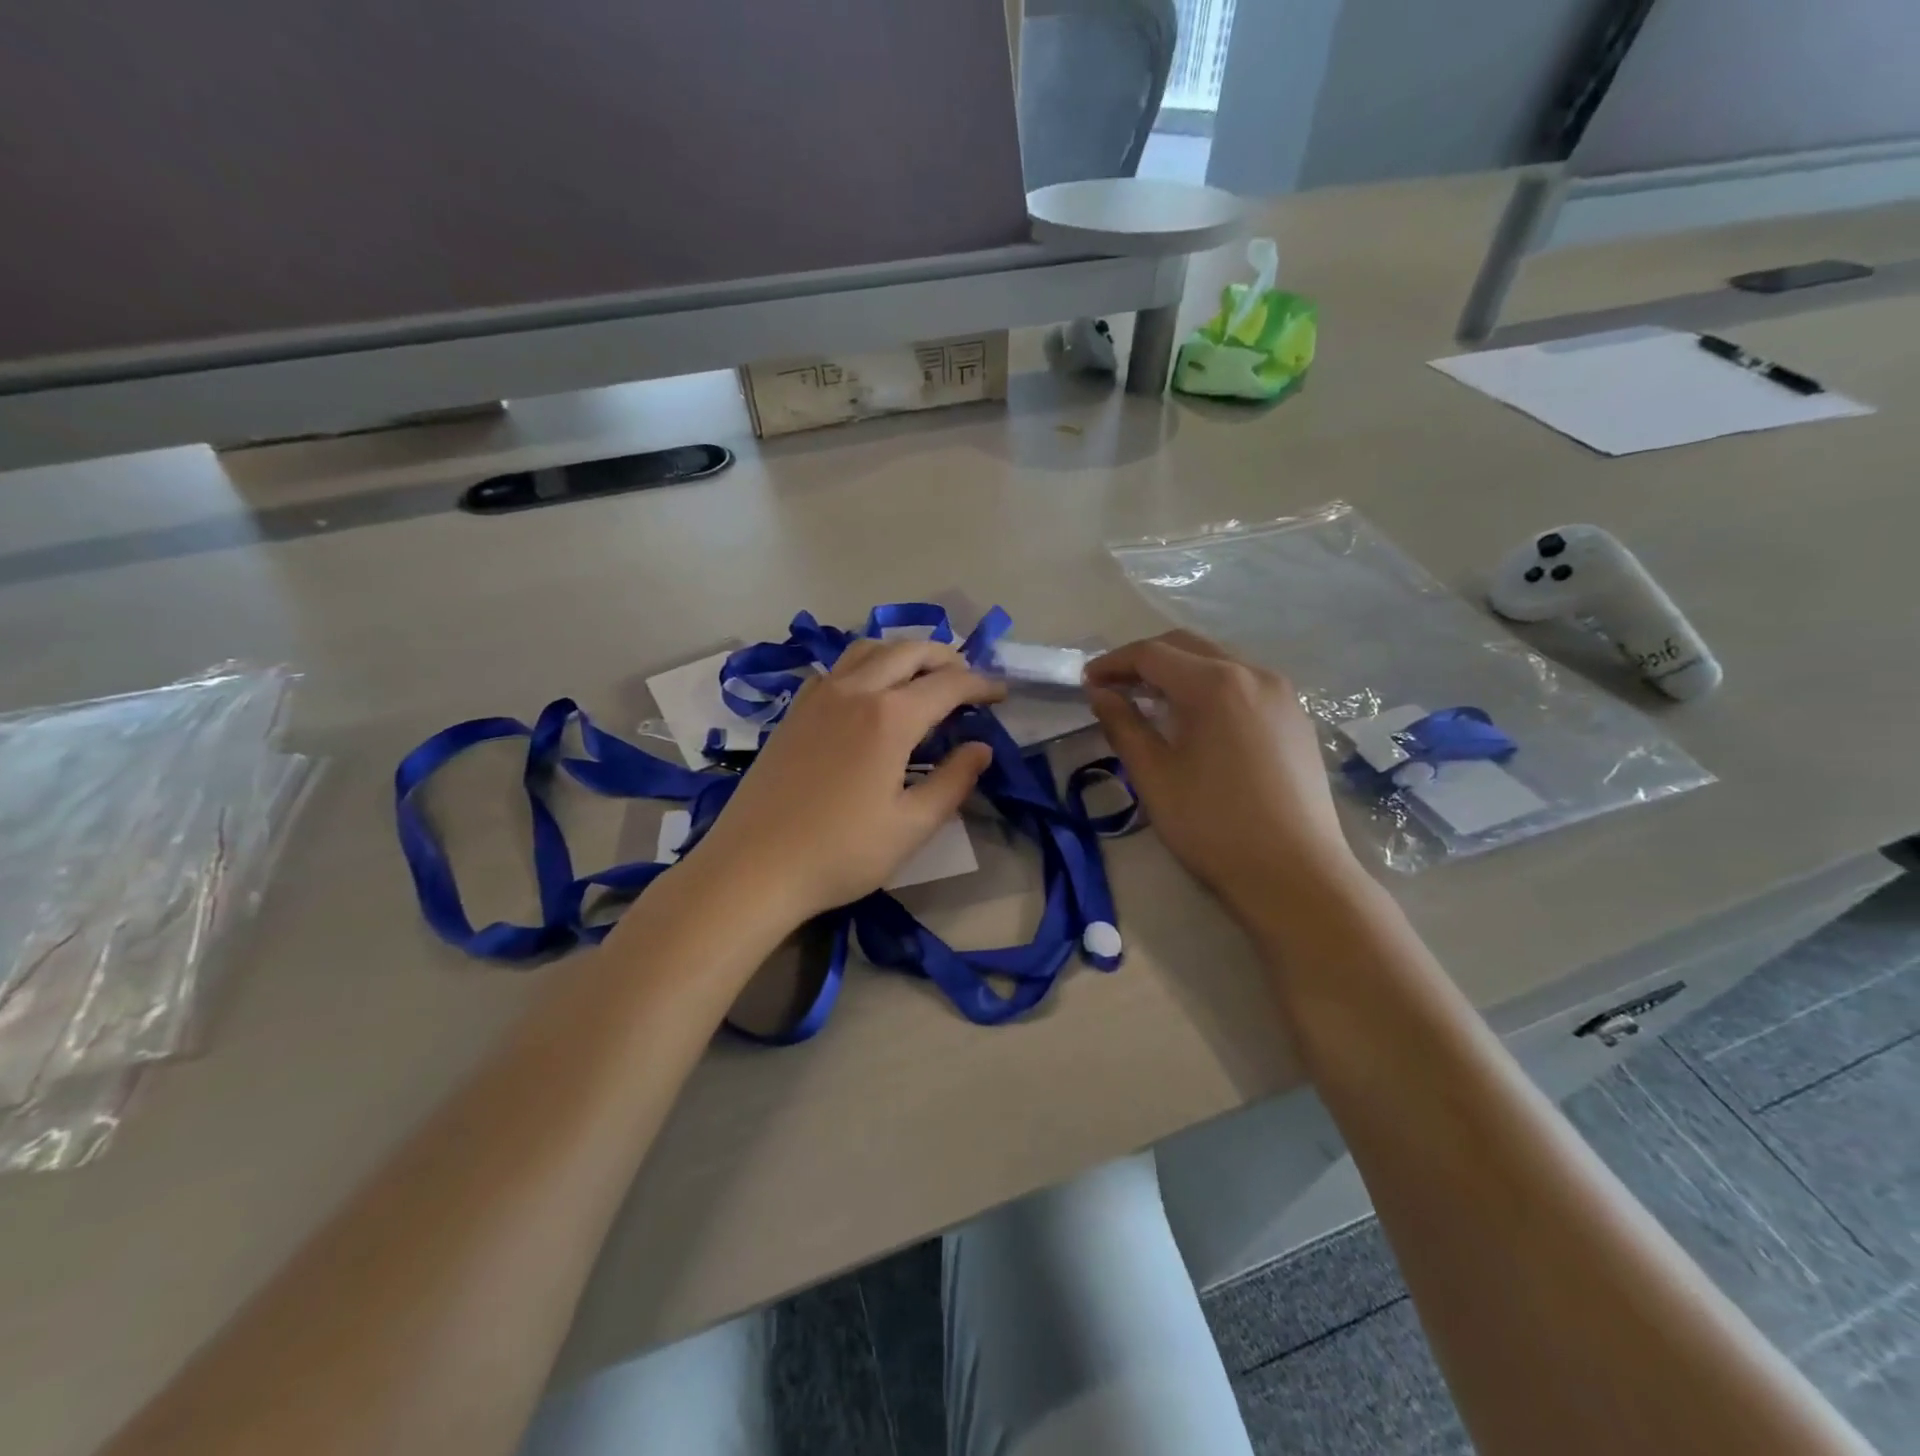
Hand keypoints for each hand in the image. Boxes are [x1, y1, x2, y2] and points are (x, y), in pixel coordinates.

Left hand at [682, 638, 1004, 927]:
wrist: (753, 867)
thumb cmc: (840, 853)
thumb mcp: (911, 827)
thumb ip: (954, 782)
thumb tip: (981, 748)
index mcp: (889, 717)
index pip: (948, 684)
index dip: (981, 684)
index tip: (1001, 694)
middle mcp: (854, 691)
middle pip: (909, 651)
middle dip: (946, 658)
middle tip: (967, 680)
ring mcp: (818, 696)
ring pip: (869, 649)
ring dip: (904, 653)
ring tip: (922, 677)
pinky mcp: (794, 711)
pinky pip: (838, 668)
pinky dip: (867, 665)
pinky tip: (870, 694)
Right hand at [1086, 631, 1359, 913]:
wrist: (1295, 875)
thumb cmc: (1213, 826)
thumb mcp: (1154, 776)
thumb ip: (1123, 725)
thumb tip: (1101, 694)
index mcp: (1215, 684)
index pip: (1152, 654)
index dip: (1113, 663)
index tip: (1086, 682)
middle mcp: (1253, 673)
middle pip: (1187, 647)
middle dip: (1144, 661)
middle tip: (1113, 688)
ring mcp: (1282, 694)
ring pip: (1219, 663)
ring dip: (1179, 673)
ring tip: (1150, 703)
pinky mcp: (1296, 718)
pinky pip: (1244, 685)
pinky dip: (1210, 689)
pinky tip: (1196, 721)